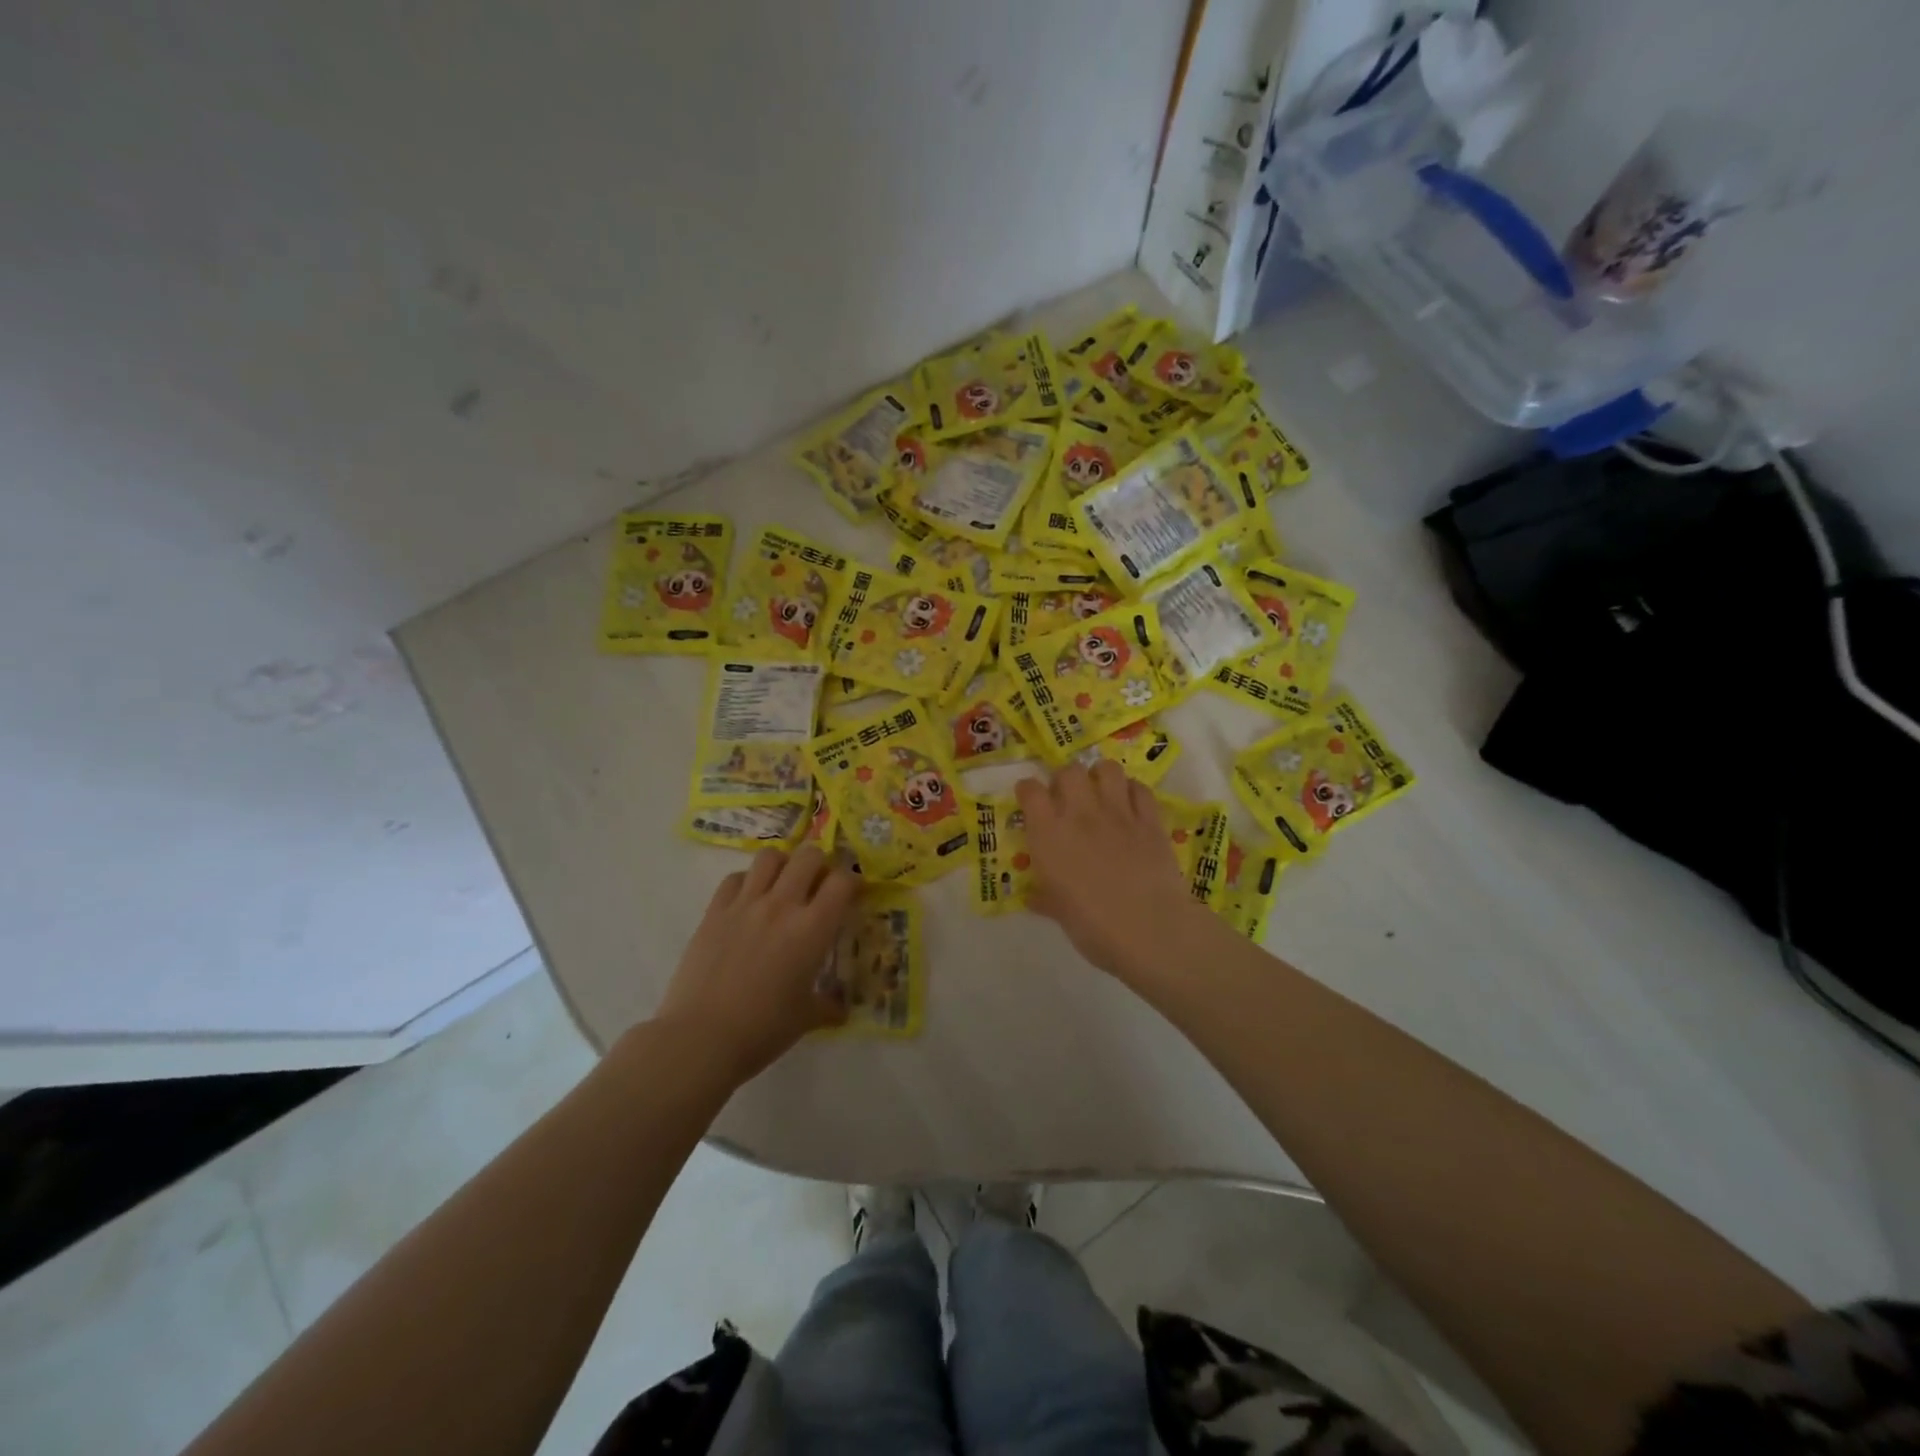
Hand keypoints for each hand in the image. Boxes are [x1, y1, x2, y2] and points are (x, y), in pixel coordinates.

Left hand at [653, 846, 858, 1083]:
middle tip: (818, 886)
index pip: (842, 881)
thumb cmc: (763, 1030)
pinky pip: (735, 878)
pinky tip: (748, 901)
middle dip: (820, 864)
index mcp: (812, 928)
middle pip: (808, 856)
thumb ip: (828, 1005)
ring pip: (769, 856)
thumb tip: (840, 1008)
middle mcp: (781, 905)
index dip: (852, 882)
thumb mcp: (806, 1018)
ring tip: (783, 884)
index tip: (852, 894)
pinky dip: (747, 881)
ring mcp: (745, 904)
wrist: (700, 1039)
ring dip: (783, 864)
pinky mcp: (714, 912)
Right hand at [1016, 761, 1217, 985]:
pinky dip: (1133, 792)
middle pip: (1069, 771)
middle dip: (1065, 779)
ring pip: (1107, 769)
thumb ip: (1044, 897)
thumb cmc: (1093, 926)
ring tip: (1101, 793)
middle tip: (1067, 798)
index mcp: (1049, 834)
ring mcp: (1118, 812)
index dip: (1027, 790)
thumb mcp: (1058, 912)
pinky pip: (1140, 789)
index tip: (1029, 799)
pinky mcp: (1150, 819)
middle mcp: (1080, 813)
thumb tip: (1033, 897)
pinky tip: (1131, 806)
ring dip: (1100, 776)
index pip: (1030, 790)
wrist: (1148, 929)